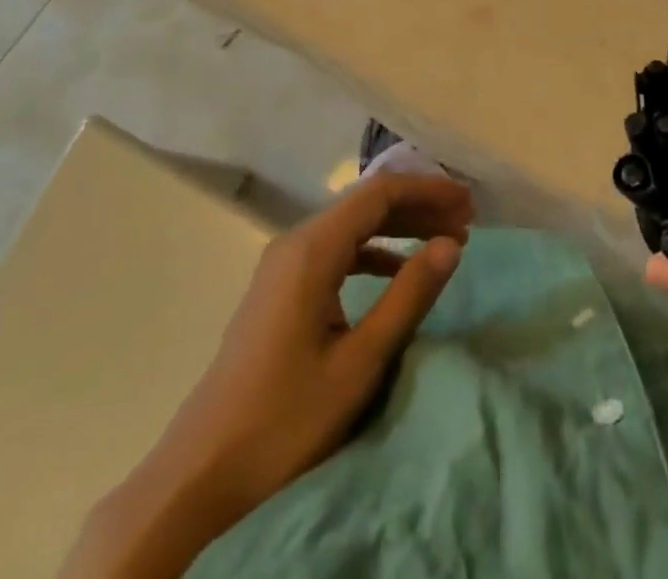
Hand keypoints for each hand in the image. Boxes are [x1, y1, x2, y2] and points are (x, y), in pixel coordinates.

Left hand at [61, 173, 470, 578]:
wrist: (198, 476)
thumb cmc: (284, 421)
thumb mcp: (358, 363)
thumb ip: (407, 297)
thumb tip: (451, 244)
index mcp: (311, 249)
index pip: (379, 194)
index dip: (428, 191)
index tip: (469, 206)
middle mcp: (294, 243)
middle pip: (365, 204)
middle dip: (418, 205)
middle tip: (466, 220)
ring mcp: (282, 266)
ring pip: (350, 227)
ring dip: (398, 228)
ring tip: (442, 241)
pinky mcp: (279, 291)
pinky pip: (334, 252)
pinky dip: (372, 252)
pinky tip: (396, 271)